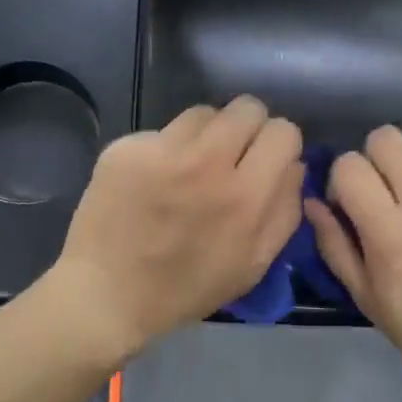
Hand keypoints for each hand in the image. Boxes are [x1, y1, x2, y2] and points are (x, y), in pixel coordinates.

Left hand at [52, 98, 303, 362]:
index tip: (265, 162)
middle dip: (247, 130)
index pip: (284, 131)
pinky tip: (151, 180)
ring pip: (204, 113)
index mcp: (245, 196)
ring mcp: (162, 150)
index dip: (279, 146)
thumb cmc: (185, 289)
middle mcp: (206, 162)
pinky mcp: (126, 147)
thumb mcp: (252, 265)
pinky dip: (164, 149)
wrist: (107, 294)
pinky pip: (161, 131)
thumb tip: (294, 165)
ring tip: (189, 167)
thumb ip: (283, 211)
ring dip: (205, 136)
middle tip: (231, 157)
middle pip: (247, 107)